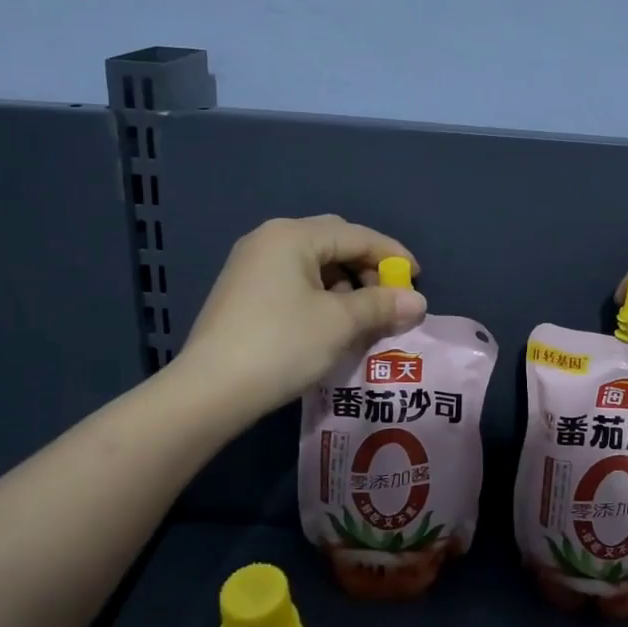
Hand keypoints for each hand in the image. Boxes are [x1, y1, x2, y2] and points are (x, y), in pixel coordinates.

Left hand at [178, 216, 427, 415]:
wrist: (209, 391)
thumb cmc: (282, 345)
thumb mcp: (340, 323)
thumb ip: (382, 305)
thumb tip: (418, 302)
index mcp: (292, 236)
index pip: (357, 235)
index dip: (392, 255)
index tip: (417, 280)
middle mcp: (269, 239)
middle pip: (334, 242)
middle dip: (367, 268)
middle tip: (388, 298)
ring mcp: (251, 264)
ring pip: (314, 263)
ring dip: (345, 284)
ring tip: (362, 317)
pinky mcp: (242, 291)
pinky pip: (294, 281)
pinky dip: (321, 295)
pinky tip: (330, 324)